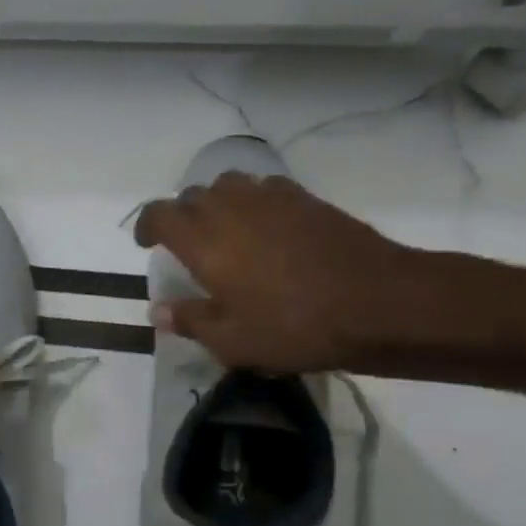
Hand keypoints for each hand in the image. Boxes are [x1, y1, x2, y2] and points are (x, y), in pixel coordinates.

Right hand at [134, 172, 421, 372]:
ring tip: (224, 229)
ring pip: (228, 184)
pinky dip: (253, 200)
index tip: (147, 243)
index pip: (159, 214)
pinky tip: (266, 225)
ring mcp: (270, 198)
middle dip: (181, 215)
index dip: (147, 225)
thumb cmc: (295, 327)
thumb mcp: (233, 341)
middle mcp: (230, 209)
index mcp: (204, 241)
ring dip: (216, 202)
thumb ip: (190, 321)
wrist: (378, 302)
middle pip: (192, 196)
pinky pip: (265, 187)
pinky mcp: (305, 198)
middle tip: (187, 245)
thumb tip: (158, 311)